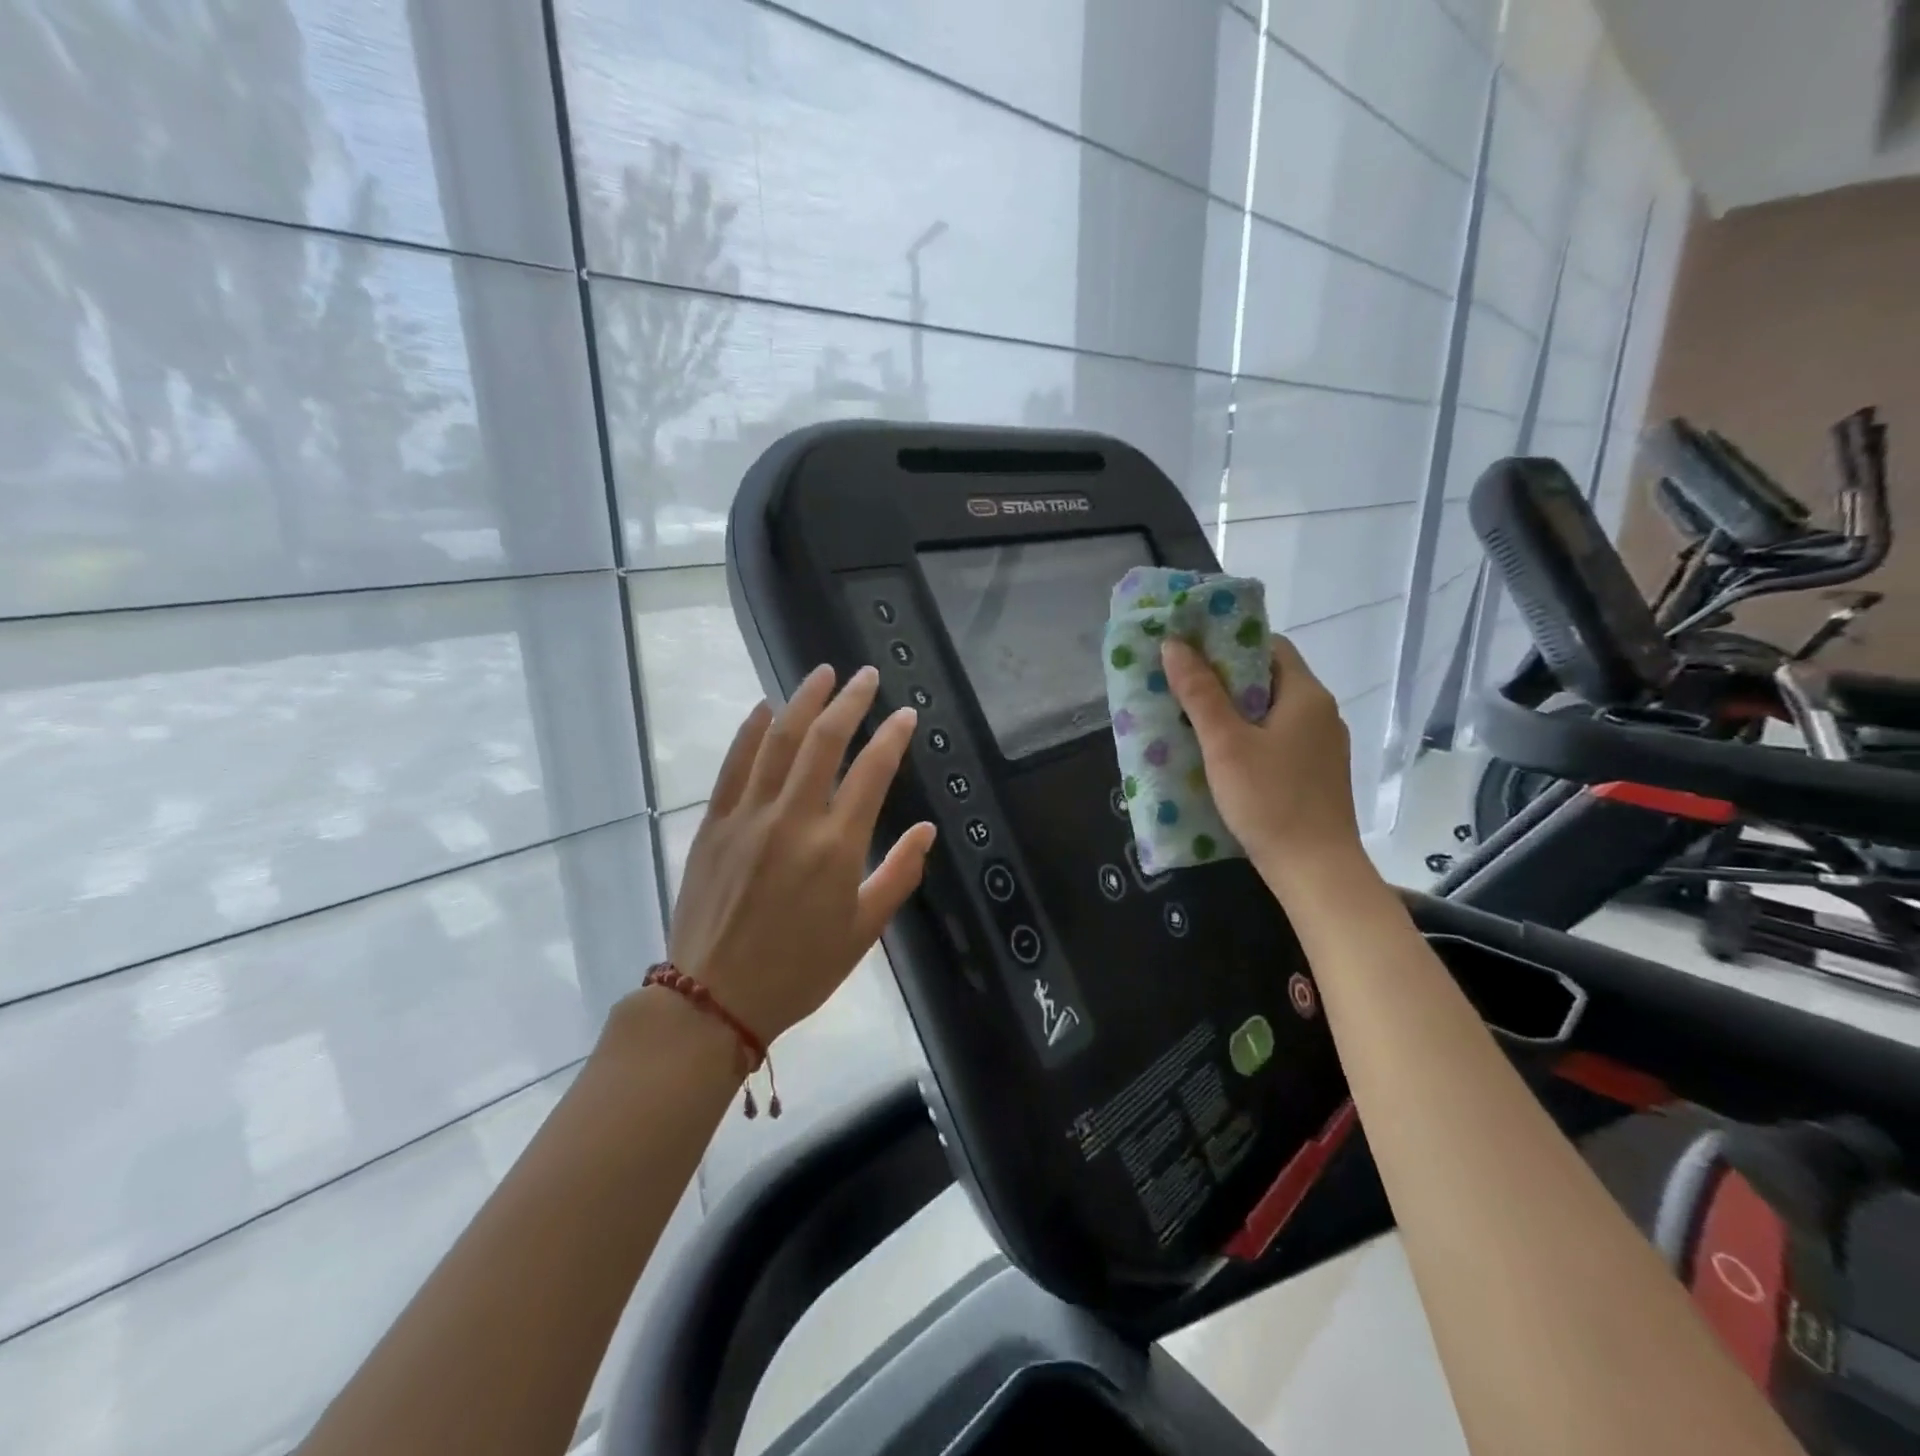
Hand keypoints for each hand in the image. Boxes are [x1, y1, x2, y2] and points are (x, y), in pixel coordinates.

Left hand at [666, 665, 936, 1043]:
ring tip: (821, 673)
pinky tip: (762, 707)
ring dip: (802, 701)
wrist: (714, 998)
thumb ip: (898, 875)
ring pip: (777, 741)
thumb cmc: (799, 970)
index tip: (906, 714)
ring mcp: (748, 816)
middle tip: (865, 676)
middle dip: (849, 701)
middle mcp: (793, 819)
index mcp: (836, 847)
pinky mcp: (714, 823)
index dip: (892, 737)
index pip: (872, 772)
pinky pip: (733, 765)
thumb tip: (927, 830)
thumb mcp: (862, 931)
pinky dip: (749, 731)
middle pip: (824, 741)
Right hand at [1162, 634, 1363, 888]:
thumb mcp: (1226, 744)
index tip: (1190, 652)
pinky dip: (1248, 737)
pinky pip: (1277, 739)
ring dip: (1234, 711)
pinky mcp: (1315, 773)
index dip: (1228, 643)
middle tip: (1180, 685)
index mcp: (1306, 695)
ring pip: (1271, 712)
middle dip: (1224, 679)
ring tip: (1191, 718)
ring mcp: (1322, 746)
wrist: (1315, 871)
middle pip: (1268, 678)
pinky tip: (1220, 755)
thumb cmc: (1269, 800)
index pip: (1269, 645)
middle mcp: (1321, 713)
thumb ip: (1200, 693)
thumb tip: (1174, 644)